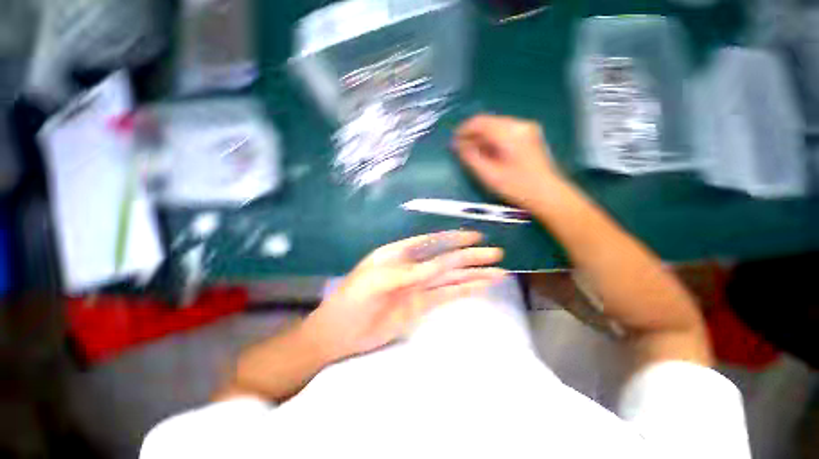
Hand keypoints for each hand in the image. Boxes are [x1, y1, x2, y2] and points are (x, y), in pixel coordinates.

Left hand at [303, 231, 505, 361]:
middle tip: (497, 254)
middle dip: (471, 258)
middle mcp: (413, 267)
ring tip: (498, 272)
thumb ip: (410, 272)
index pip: (432, 242)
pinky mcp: (421, 305)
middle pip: (447, 260)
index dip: (454, 239)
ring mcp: (419, 287)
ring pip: (451, 278)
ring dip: (473, 275)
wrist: (341, 332)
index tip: (477, 238)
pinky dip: (464, 291)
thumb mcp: (378, 280)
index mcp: (400, 254)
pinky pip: (447, 295)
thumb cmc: (353, 299)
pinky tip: (480, 287)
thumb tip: (439, 264)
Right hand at [452, 114, 562, 208]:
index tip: (453, 142)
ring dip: (481, 138)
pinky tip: (488, 153)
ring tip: (473, 153)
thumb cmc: (517, 187)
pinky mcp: (528, 136)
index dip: (463, 130)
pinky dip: (492, 140)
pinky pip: (504, 132)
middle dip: (472, 135)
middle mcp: (519, 125)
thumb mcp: (489, 175)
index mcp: (509, 133)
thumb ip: (471, 157)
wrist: (547, 194)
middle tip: (461, 150)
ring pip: (495, 127)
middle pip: (488, 122)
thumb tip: (458, 145)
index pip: (480, 121)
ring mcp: (526, 129)